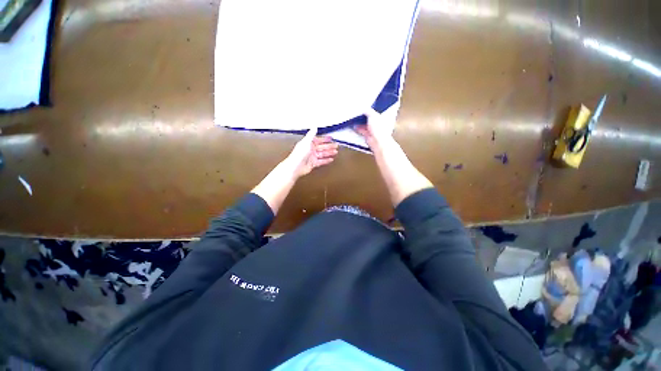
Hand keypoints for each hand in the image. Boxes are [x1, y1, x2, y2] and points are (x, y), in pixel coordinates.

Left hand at [285, 128, 338, 176]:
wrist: (296, 166)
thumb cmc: (299, 154)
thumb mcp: (306, 142)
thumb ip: (311, 134)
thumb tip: (314, 126)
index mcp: (308, 143)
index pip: (318, 140)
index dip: (325, 139)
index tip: (331, 138)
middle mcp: (310, 150)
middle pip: (322, 147)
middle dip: (329, 146)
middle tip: (336, 145)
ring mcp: (312, 157)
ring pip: (323, 154)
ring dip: (329, 153)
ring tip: (335, 152)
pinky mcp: (313, 164)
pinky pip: (321, 161)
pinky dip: (326, 160)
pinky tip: (331, 159)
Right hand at [354, 109, 393, 149]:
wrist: (377, 141)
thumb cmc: (379, 129)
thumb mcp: (373, 115)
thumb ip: (368, 111)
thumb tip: (364, 108)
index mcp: (382, 117)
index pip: (376, 111)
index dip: (370, 109)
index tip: (364, 107)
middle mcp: (378, 123)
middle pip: (370, 118)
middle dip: (364, 116)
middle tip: (358, 113)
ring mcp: (373, 130)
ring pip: (365, 124)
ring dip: (360, 122)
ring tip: (354, 119)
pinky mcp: (368, 135)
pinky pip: (362, 130)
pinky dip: (358, 128)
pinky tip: (354, 126)